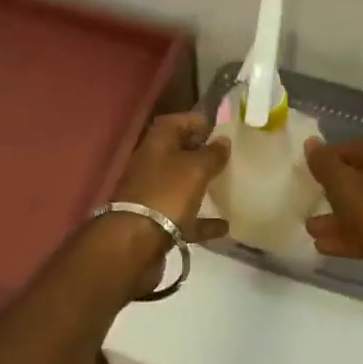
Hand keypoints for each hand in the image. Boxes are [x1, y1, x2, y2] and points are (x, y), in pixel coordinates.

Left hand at [109, 112, 230, 243]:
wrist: (133, 243)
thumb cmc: (167, 193)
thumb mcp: (196, 168)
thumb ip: (213, 153)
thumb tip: (224, 140)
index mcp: (158, 141)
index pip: (180, 121)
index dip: (201, 123)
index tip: (223, 131)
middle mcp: (152, 163)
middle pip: (180, 152)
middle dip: (203, 154)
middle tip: (229, 159)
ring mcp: (152, 193)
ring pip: (181, 184)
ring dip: (201, 186)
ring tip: (227, 187)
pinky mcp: (156, 221)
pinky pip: (184, 216)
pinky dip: (202, 220)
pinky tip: (224, 226)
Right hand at [304, 136, 362, 316]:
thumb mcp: (344, 187)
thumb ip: (325, 164)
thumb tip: (311, 142)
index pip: (352, 147)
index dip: (328, 157)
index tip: (308, 171)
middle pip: (358, 177)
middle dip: (331, 190)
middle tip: (309, 198)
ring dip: (336, 216)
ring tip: (310, 228)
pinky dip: (349, 233)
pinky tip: (323, 245)